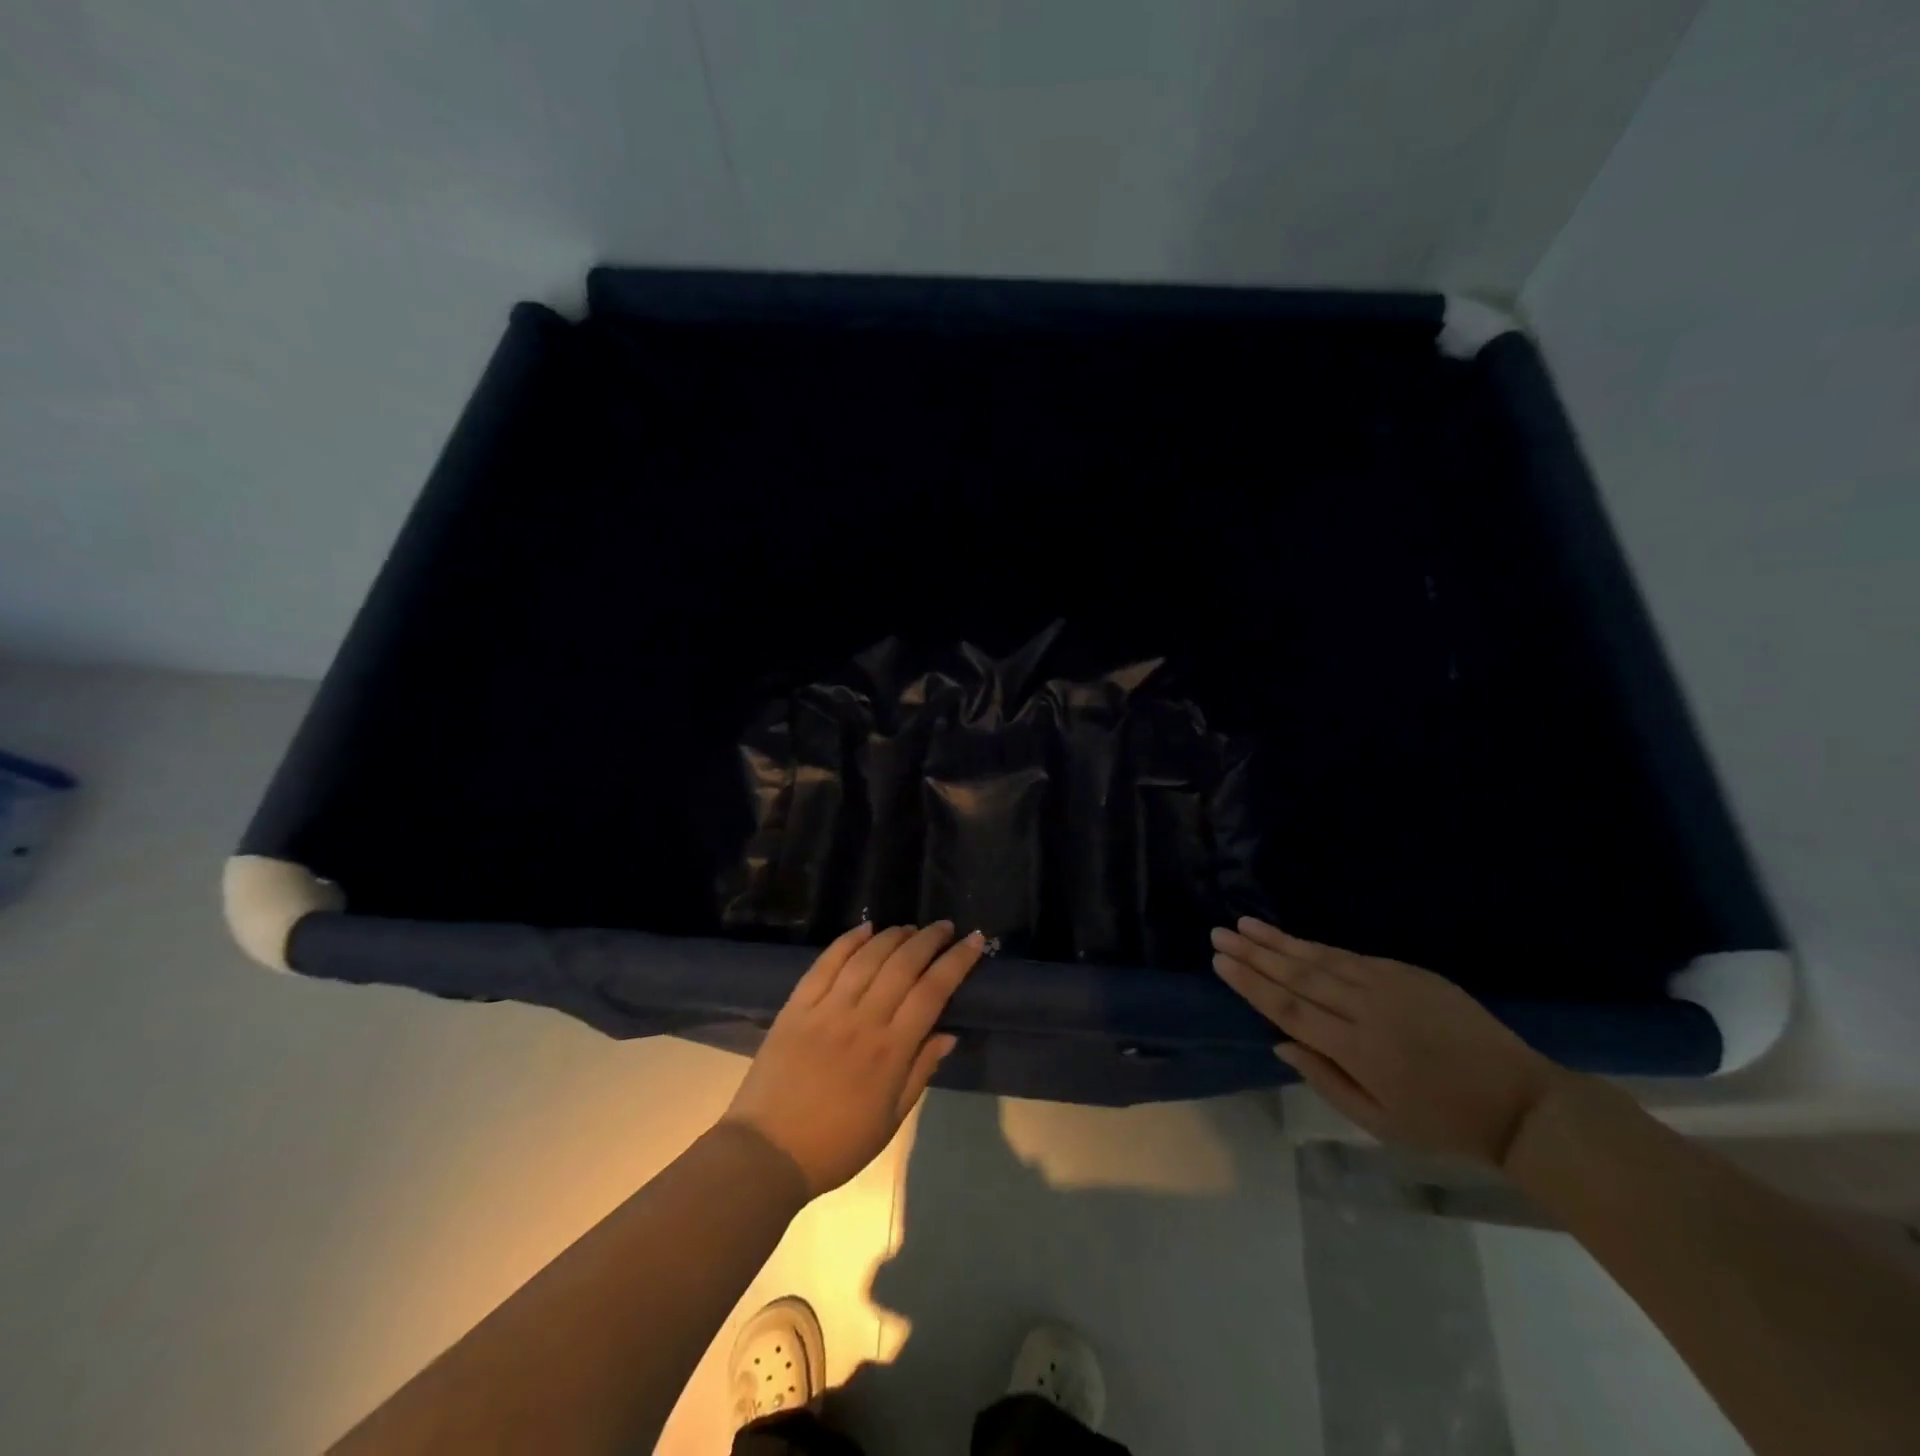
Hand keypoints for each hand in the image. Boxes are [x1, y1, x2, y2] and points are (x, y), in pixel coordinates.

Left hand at [722, 921, 982, 1197]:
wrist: (766, 1153)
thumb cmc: (836, 1144)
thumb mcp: (890, 1120)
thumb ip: (920, 1072)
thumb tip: (949, 1034)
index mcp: (890, 1051)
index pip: (932, 992)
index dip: (957, 961)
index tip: (974, 940)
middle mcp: (862, 1020)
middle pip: (902, 965)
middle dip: (929, 940)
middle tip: (945, 927)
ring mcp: (826, 1009)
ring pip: (867, 957)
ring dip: (893, 936)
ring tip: (910, 927)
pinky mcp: (797, 1006)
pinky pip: (826, 963)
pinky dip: (848, 941)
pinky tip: (865, 929)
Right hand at [1211, 918, 1562, 1166]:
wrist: (1520, 1102)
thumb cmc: (1444, 1123)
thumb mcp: (1379, 1123)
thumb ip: (1325, 1080)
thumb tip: (1280, 1043)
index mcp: (1355, 1049)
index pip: (1288, 1007)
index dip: (1251, 983)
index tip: (1220, 961)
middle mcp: (1365, 1009)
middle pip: (1297, 975)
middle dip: (1254, 953)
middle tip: (1219, 933)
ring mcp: (1389, 985)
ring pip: (1321, 958)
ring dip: (1279, 941)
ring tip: (1245, 924)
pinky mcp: (1409, 973)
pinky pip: (1351, 956)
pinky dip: (1317, 947)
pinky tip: (1294, 939)